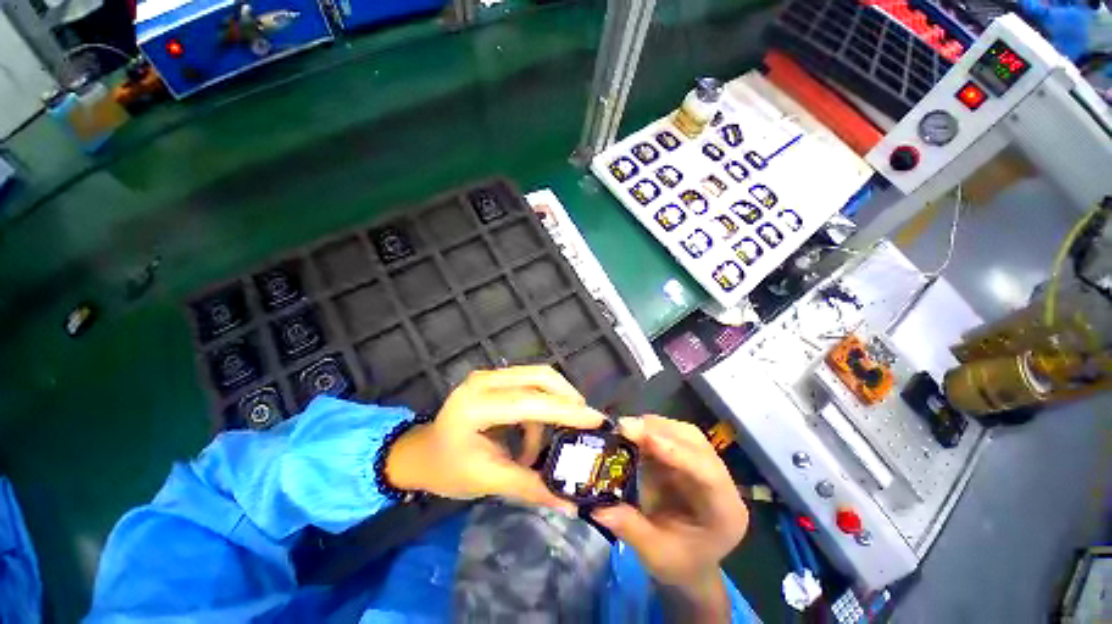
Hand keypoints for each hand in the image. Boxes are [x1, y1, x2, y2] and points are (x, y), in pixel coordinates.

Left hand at [385, 366, 604, 513]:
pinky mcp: (495, 379)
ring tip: (559, 435)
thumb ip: (530, 487)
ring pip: (537, 377)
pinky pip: (529, 384)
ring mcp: (489, 376)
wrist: (421, 454)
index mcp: (474, 406)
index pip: (528, 403)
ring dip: (555, 403)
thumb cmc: (447, 470)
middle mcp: (483, 381)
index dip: (565, 410)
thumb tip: (572, 504)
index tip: (596, 419)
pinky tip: (536, 433)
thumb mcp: (487, 480)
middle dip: (567, 398)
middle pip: (539, 377)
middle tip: (586, 422)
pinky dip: (541, 406)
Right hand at [592, 416, 747, 618]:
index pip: (708, 473)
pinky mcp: (685, 456)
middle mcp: (720, 480)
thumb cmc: (679, 564)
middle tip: (625, 428)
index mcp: (725, 511)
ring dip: (653, 426)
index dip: (677, 451)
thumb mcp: (654, 554)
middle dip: (660, 431)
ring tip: (625, 429)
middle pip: (695, 443)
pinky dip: (649, 430)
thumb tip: (597, 506)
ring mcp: (702, 464)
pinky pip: (669, 434)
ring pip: (682, 433)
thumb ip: (630, 528)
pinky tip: (631, 434)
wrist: (688, 562)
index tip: (646, 438)